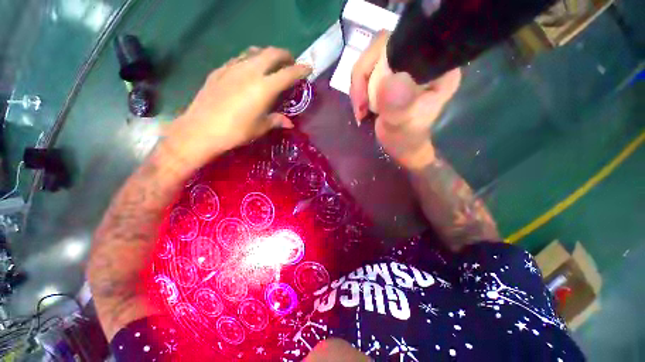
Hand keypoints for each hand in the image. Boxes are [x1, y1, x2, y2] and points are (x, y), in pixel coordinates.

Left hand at [162, 47, 311, 170]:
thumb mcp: (260, 127)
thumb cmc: (236, 131)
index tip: (308, 68)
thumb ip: (276, 120)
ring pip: (254, 52)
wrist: (201, 130)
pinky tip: (249, 70)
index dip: (300, 70)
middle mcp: (250, 72)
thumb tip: (289, 123)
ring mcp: (233, 68)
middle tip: (290, 63)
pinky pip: (239, 58)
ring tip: (271, 64)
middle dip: (284, 55)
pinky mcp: (220, 70)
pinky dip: (250, 60)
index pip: (288, 74)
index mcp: (264, 88)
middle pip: (271, 53)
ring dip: (267, 54)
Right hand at [350, 32, 460, 169]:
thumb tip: (388, 79)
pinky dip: (359, 90)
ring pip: (371, 61)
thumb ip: (398, 105)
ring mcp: (403, 67)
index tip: (369, 93)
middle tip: (360, 106)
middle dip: (363, 78)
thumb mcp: (403, 125)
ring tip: (360, 111)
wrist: (401, 146)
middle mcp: (420, 60)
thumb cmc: (406, 138)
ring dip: (358, 87)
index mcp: (435, 68)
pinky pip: (367, 72)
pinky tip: (361, 107)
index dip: (379, 59)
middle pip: (382, 48)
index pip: (406, 41)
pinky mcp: (390, 75)